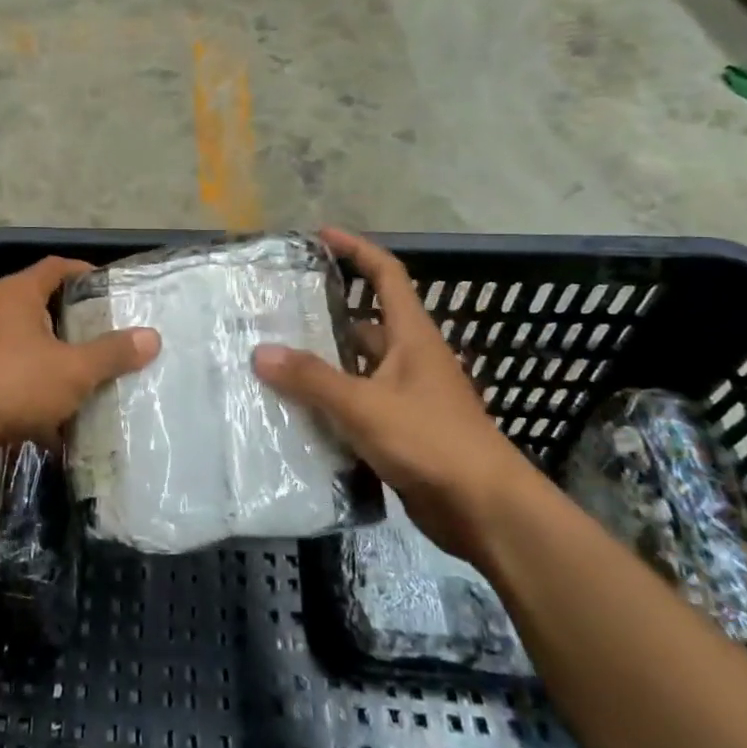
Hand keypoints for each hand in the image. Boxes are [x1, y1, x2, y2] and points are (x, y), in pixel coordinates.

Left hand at [0, 257, 159, 454]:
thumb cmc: (12, 381)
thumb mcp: (73, 369)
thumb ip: (111, 353)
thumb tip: (152, 337)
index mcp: (17, 295)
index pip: (55, 267)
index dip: (82, 271)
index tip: (106, 285)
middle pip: (36, 304)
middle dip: (67, 320)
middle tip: (98, 334)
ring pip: (19, 343)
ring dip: (45, 357)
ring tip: (76, 376)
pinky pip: (3, 375)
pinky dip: (26, 388)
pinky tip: (45, 417)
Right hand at [252, 228, 549, 562]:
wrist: (486, 511)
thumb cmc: (431, 441)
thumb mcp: (364, 405)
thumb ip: (312, 379)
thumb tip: (260, 352)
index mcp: (412, 336)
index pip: (387, 275)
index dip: (357, 250)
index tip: (322, 237)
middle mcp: (411, 358)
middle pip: (366, 323)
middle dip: (327, 313)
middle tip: (280, 310)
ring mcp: (409, 396)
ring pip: (359, 367)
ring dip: (325, 363)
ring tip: (276, 359)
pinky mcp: (403, 430)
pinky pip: (360, 403)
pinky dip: (332, 402)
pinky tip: (298, 410)